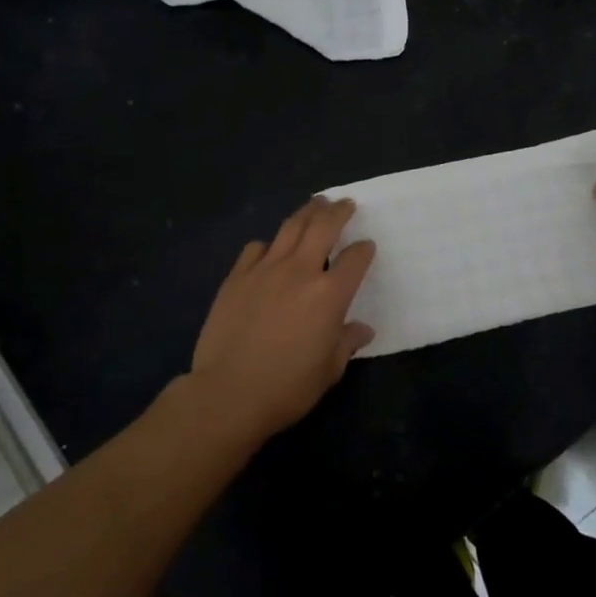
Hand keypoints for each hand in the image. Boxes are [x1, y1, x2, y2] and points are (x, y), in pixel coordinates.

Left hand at [187, 197, 375, 441]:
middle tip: (344, 203)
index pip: (356, 258)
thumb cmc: (288, 386)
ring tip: (314, 204)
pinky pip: (256, 248)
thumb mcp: (330, 369)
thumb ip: (347, 342)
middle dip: (338, 211)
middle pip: (323, 227)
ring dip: (306, 213)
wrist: (229, 392)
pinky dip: (268, 244)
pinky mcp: (236, 277)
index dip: (364, 250)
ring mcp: (265, 270)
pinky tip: (270, 249)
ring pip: (289, 228)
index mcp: (330, 294)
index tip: (366, 246)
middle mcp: (300, 271)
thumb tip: (362, 329)